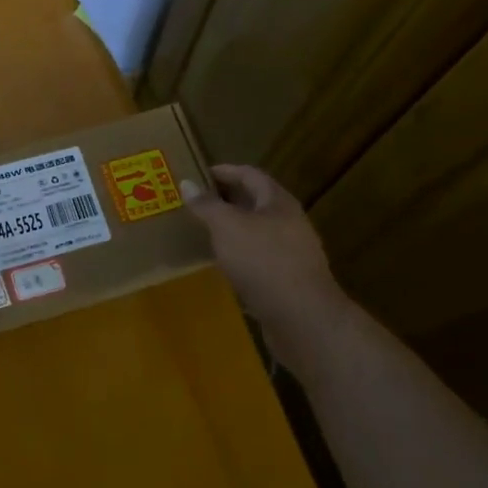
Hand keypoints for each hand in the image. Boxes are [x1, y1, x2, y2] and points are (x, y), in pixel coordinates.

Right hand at [182, 165, 344, 341]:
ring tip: (206, 231)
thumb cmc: (263, 261)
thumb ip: (207, 205)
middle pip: (256, 202)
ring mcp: (292, 251)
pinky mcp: (288, 278)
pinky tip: (224, 263)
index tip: (198, 174)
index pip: (250, 174)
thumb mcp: (227, 227)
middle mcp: (289, 222)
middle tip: (197, 202)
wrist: (301, 316)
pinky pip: (260, 256)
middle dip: (227, 200)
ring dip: (233, 228)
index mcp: (278, 202)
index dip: (224, 171)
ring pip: (258, 230)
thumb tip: (186, 183)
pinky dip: (240, 253)